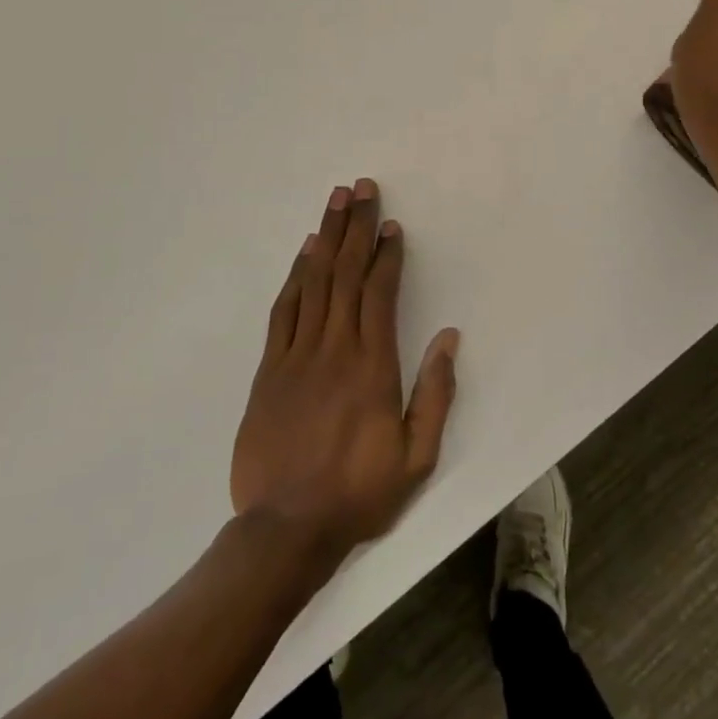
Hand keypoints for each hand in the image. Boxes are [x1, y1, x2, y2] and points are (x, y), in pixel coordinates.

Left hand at [231, 179, 459, 565]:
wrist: (285, 530)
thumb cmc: (359, 493)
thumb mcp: (416, 456)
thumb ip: (435, 394)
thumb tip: (448, 338)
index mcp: (372, 367)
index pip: (379, 294)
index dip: (386, 255)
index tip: (391, 225)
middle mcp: (334, 349)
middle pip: (346, 274)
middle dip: (356, 227)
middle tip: (362, 188)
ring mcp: (297, 356)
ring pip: (314, 282)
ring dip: (326, 237)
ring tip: (335, 202)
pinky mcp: (269, 369)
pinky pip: (284, 310)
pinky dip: (295, 275)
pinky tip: (305, 252)